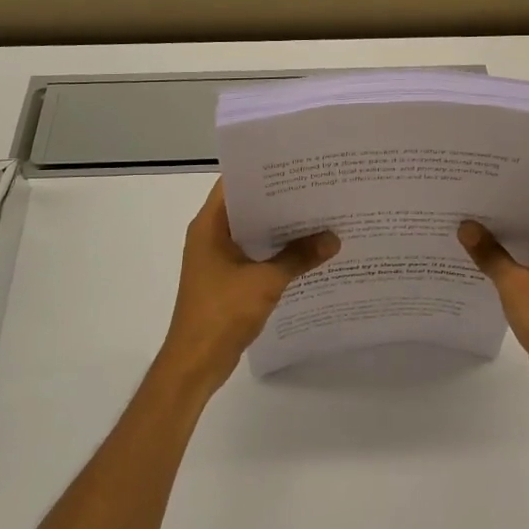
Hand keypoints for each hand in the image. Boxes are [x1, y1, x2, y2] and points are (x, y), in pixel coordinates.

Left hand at [157, 180, 338, 396]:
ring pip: (252, 233)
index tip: (296, 165)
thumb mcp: (265, 282)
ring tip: (318, 216)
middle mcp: (210, 236)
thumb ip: (299, 257)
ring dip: (280, 229)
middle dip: (280, 200)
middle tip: (317, 189)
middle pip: (247, 207)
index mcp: (210, 226)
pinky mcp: (226, 280)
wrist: (195, 362)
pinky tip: (306, 252)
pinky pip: (254, 255)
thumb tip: (333, 239)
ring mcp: (217, 259)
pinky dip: (276, 252)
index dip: (264, 171)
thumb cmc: (222, 313)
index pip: (235, 183)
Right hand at [459, 193, 528, 432]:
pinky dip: (505, 258)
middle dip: (505, 205)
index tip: (491, 168)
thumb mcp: (515, 285)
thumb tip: (465, 226)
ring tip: (465, 218)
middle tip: (468, 190)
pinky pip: (525, 265)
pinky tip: (476, 256)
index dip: (523, 179)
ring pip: (528, 242)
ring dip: (503, 234)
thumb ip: (489, 254)